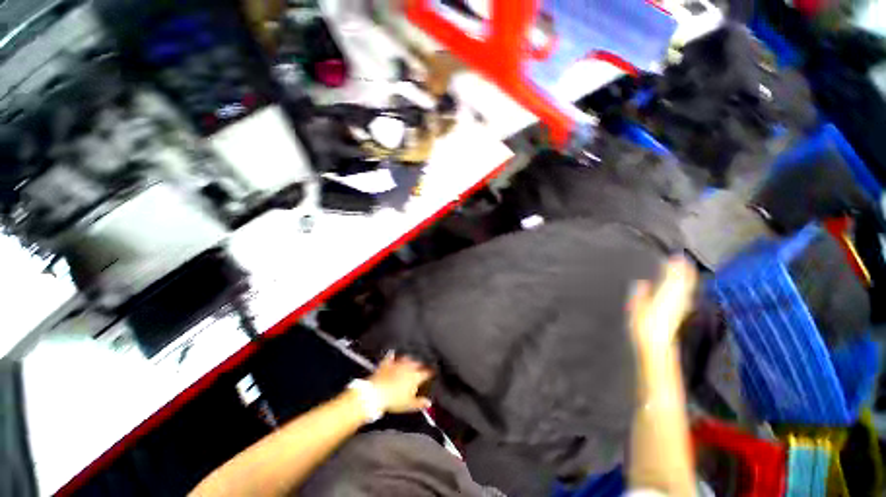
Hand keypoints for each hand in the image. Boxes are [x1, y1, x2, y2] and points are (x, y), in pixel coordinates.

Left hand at [368, 355, 432, 413]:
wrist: (376, 393)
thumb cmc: (394, 400)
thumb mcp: (409, 405)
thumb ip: (420, 403)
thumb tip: (428, 403)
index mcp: (415, 376)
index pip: (426, 372)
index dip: (430, 372)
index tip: (432, 372)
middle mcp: (408, 367)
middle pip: (417, 363)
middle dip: (420, 365)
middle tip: (422, 367)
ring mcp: (396, 364)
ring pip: (405, 358)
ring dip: (409, 359)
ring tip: (410, 360)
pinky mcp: (386, 364)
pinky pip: (390, 357)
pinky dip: (392, 356)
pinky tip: (392, 354)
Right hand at [628, 257, 697, 362]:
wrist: (657, 345)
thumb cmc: (644, 326)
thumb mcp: (636, 309)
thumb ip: (641, 295)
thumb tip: (643, 283)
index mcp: (665, 297)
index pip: (673, 279)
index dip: (676, 268)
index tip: (677, 257)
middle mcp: (676, 300)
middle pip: (683, 282)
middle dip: (684, 271)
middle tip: (684, 259)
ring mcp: (681, 307)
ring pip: (687, 288)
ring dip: (688, 278)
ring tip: (687, 269)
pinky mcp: (682, 313)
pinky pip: (687, 295)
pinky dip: (687, 287)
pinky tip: (687, 287)